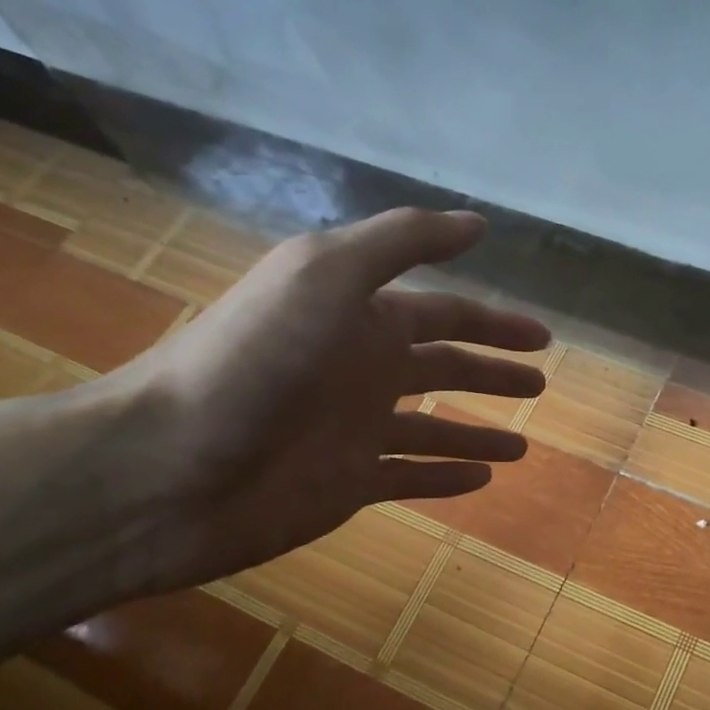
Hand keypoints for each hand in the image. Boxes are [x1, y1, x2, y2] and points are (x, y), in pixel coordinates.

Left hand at [117, 208, 549, 586]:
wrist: (167, 465)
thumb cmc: (256, 360)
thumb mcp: (327, 273)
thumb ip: (404, 240)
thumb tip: (478, 224)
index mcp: (362, 318)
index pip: (446, 315)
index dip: (496, 323)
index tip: (541, 336)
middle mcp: (364, 370)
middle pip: (446, 370)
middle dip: (495, 374)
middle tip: (541, 383)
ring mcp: (356, 431)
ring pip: (435, 430)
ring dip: (480, 433)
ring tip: (524, 447)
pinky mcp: (347, 486)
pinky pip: (410, 479)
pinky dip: (446, 479)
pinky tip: (481, 482)